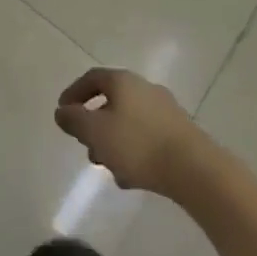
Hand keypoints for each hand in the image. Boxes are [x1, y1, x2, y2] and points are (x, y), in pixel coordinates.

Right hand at [54, 67, 216, 196]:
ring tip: (108, 168)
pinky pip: (147, 137)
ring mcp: (165, 110)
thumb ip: (74, 120)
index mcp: (123, 81)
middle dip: (94, 125)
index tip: (63, 112)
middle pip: (111, 101)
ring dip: (113, 141)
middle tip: (86, 147)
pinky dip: (134, 152)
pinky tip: (131, 177)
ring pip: (129, 122)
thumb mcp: (95, 132)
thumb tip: (62, 111)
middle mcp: (145, 88)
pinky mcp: (179, 132)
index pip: (92, 78)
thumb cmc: (137, 144)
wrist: (194, 169)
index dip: (74, 93)